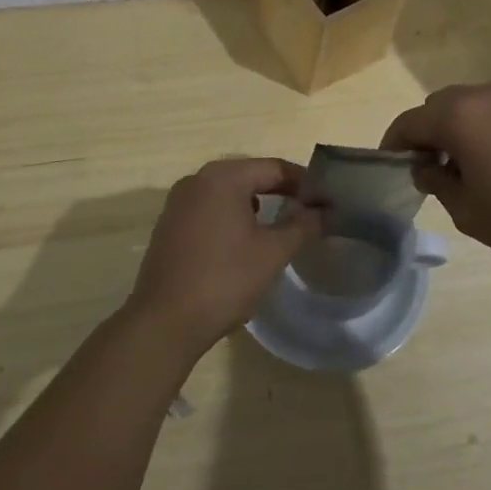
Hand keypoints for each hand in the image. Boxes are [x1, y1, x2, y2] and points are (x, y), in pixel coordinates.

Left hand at [126, 159, 322, 358]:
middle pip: (249, 175)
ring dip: (255, 204)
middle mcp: (197, 180)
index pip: (273, 168)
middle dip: (280, 191)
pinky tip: (244, 241)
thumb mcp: (272, 252)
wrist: (164, 321)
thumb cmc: (224, 279)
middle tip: (309, 211)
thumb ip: (302, 225)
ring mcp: (178, 202)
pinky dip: (231, 216)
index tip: (326, 199)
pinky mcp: (169, 225)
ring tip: (281, 225)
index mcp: (222, 177)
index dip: (303, 182)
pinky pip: (209, 209)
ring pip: (227, 193)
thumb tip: (324, 211)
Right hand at [382, 83, 490, 275]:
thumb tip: (426, 167)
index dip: (393, 143)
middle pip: (439, 106)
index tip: (390, 165)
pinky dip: (486, 129)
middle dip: (426, 131)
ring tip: (462, 165)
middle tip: (426, 166)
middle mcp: (485, 96)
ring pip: (471, 105)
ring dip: (457, 128)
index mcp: (459, 116)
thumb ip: (437, 182)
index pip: (410, 121)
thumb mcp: (467, 211)